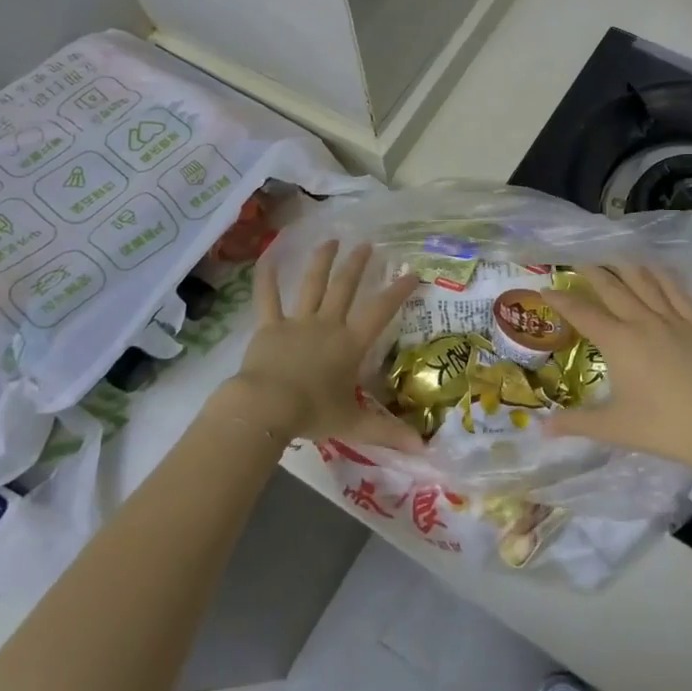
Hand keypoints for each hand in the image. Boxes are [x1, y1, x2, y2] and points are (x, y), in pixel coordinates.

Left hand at [211, 240, 421, 452]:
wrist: (267, 406)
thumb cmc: (313, 413)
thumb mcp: (354, 423)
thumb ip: (387, 432)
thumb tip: (424, 449)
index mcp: (350, 343)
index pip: (380, 311)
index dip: (397, 291)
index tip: (412, 272)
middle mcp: (328, 324)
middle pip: (345, 287)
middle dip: (357, 265)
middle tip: (367, 245)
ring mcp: (297, 322)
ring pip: (312, 284)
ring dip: (322, 261)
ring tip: (331, 241)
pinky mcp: (269, 326)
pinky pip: (267, 297)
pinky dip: (267, 276)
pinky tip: (267, 255)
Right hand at [546, 264, 691, 475]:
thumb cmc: (665, 428)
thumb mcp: (614, 428)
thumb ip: (576, 423)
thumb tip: (542, 428)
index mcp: (619, 343)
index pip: (583, 314)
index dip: (562, 300)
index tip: (547, 289)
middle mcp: (643, 322)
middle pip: (613, 288)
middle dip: (592, 272)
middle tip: (578, 259)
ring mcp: (673, 320)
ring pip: (645, 283)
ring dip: (625, 267)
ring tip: (613, 254)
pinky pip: (677, 292)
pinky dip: (663, 276)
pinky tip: (656, 268)